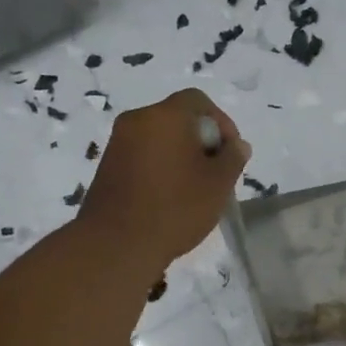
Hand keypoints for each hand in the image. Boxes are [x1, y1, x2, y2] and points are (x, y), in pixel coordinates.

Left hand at [79, 90, 249, 273]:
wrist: (116, 245)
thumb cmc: (175, 208)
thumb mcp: (218, 184)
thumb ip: (233, 158)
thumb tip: (237, 145)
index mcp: (165, 116)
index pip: (198, 100)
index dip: (221, 122)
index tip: (230, 153)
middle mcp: (137, 120)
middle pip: (178, 118)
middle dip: (201, 141)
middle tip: (216, 173)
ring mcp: (118, 143)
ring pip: (160, 138)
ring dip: (181, 155)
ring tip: (195, 189)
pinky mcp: (107, 166)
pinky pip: (142, 155)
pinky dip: (160, 167)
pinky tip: (170, 198)